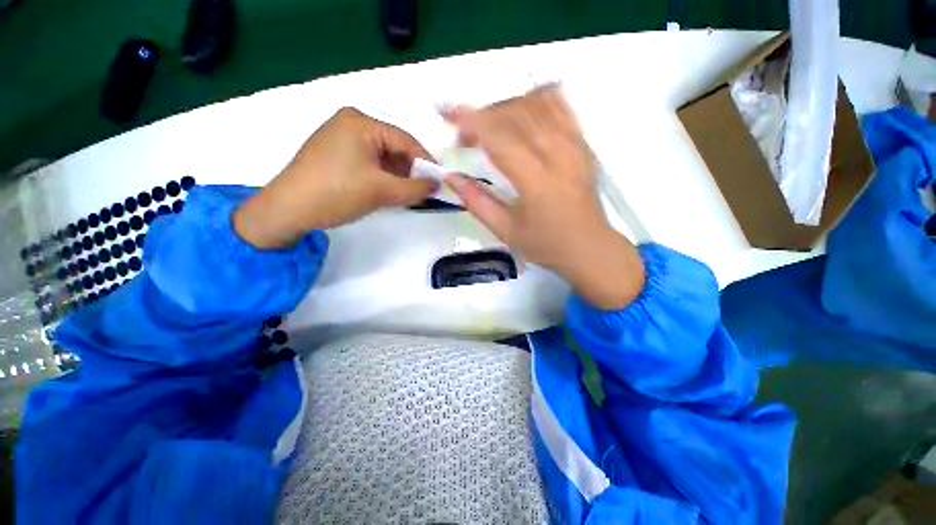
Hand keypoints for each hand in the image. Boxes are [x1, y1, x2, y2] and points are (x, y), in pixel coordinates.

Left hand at [234, 107, 436, 248]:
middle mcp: (350, 123)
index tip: (440, 181)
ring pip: (382, 157)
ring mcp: (340, 138)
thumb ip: (415, 188)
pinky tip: (387, 192)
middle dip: (410, 172)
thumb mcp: (382, 191)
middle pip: (394, 148)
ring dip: (397, 177)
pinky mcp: (334, 154)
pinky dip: (382, 178)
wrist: (288, 210)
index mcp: (361, 122)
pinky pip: (368, 163)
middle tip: (423, 192)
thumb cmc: (337, 193)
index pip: (406, 140)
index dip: (426, 162)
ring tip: (407, 196)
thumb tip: (438, 185)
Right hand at [443, 86, 644, 309]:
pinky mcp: (583, 143)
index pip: (500, 138)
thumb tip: (451, 177)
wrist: (589, 247)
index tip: (448, 116)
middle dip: (483, 116)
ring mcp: (574, 145)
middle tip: (466, 138)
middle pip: (515, 113)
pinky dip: (535, 100)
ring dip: (504, 108)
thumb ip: (477, 203)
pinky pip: (559, 106)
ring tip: (489, 128)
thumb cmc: (546, 244)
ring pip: (536, 104)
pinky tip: (520, 112)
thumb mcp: (506, 231)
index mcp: (537, 181)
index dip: (471, 122)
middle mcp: (558, 155)